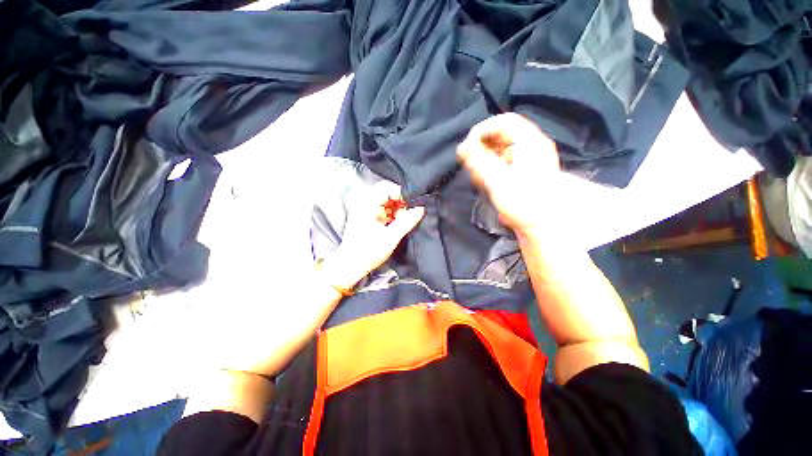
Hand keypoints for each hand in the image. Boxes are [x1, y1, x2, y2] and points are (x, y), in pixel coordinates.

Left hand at [325, 180, 424, 288]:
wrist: (350, 266)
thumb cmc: (368, 252)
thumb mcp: (391, 237)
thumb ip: (407, 221)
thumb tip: (421, 208)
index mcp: (367, 204)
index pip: (387, 187)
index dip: (401, 194)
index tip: (412, 204)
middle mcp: (365, 204)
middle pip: (386, 194)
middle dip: (400, 203)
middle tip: (409, 214)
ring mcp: (366, 211)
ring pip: (386, 203)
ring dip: (397, 210)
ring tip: (403, 221)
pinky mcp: (368, 219)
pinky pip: (383, 211)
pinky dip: (392, 216)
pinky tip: (396, 225)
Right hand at [457, 113, 561, 236]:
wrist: (543, 225)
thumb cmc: (524, 201)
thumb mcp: (498, 180)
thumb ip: (478, 161)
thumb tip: (461, 147)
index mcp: (530, 142)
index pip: (504, 121)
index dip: (483, 129)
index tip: (468, 146)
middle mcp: (529, 147)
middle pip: (501, 136)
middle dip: (481, 147)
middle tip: (470, 163)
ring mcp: (525, 161)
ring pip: (499, 150)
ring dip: (483, 160)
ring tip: (477, 176)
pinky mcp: (520, 174)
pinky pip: (501, 163)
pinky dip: (489, 169)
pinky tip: (484, 182)